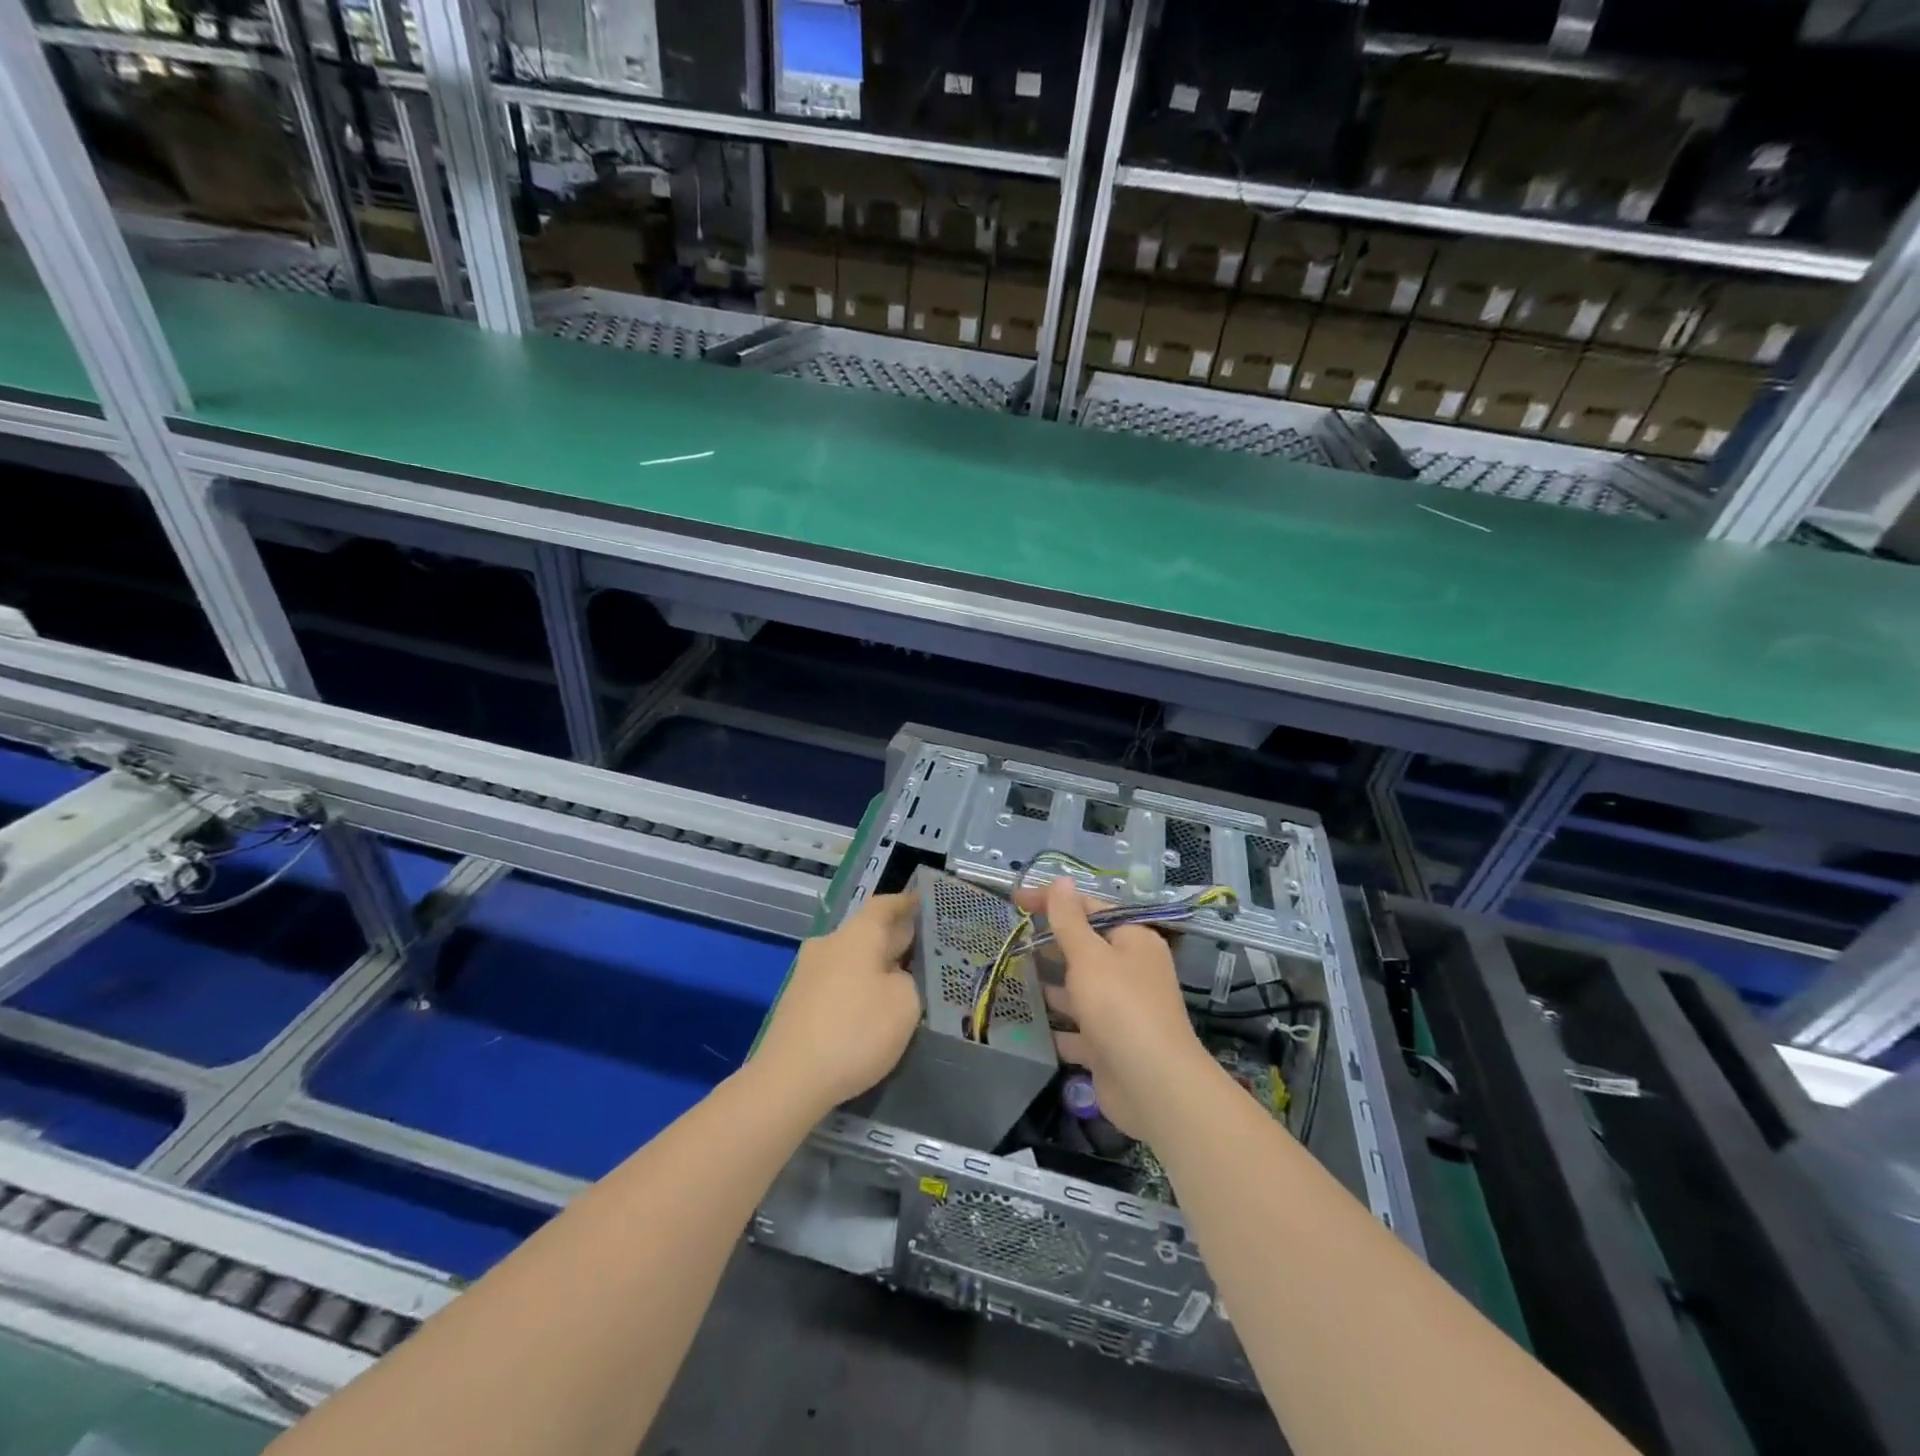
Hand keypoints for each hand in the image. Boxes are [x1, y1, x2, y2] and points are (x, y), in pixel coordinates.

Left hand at [754, 893, 920, 1111]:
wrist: (790, 1079)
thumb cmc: (855, 1031)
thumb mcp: (905, 1005)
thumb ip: (907, 981)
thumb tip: (893, 977)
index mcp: (857, 936)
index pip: (884, 906)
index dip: (905, 903)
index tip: (921, 902)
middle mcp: (829, 944)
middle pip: (866, 932)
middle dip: (892, 938)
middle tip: (920, 948)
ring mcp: (808, 973)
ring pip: (850, 958)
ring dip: (873, 965)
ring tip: (899, 982)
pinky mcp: (797, 1001)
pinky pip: (836, 982)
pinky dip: (856, 987)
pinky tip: (869, 1009)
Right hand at [1016, 877, 1208, 1137]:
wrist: (1153, 1086)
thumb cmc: (1120, 1007)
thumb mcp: (1089, 956)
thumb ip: (1069, 920)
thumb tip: (1062, 880)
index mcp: (1133, 941)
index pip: (1089, 909)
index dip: (1052, 902)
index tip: (1015, 901)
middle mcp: (1129, 971)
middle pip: (1084, 949)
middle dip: (1048, 945)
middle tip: (1007, 939)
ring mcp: (1119, 1010)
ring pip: (1077, 990)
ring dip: (1047, 985)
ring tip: (1007, 976)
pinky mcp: (1107, 1045)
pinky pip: (1075, 1029)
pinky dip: (1053, 1026)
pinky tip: (1022, 1022)